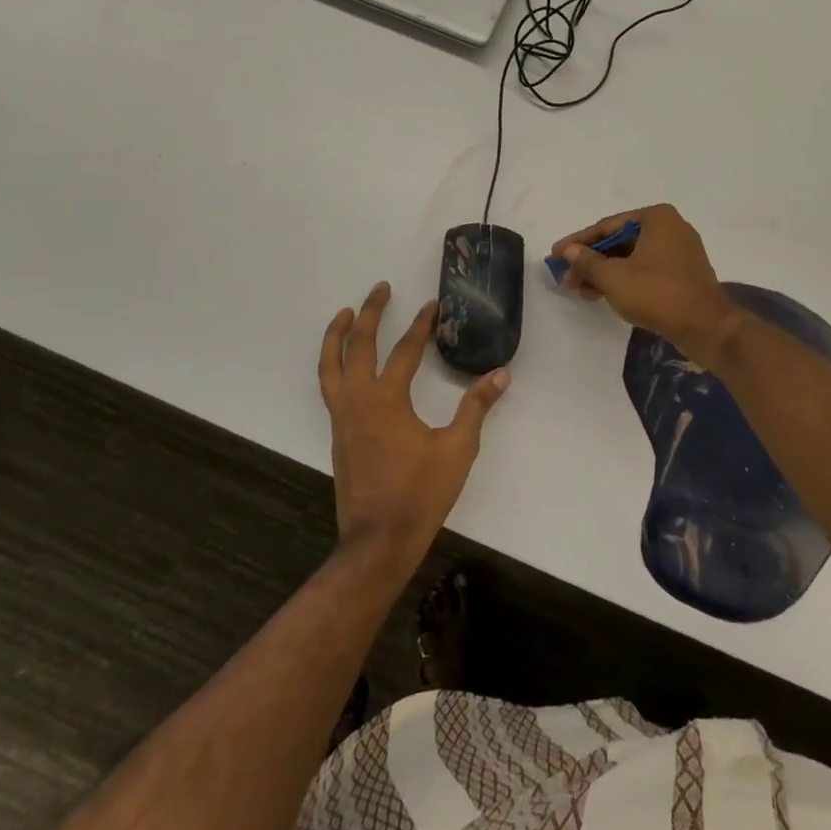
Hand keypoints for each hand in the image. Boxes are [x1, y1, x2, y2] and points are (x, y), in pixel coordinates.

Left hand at [318, 282, 510, 568]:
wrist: (378, 540)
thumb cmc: (421, 492)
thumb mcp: (457, 448)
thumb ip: (476, 407)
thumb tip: (501, 374)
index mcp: (387, 399)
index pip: (405, 350)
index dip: (420, 325)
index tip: (432, 305)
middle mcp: (358, 400)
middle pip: (357, 345)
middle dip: (369, 313)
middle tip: (380, 288)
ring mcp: (342, 418)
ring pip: (331, 365)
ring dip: (337, 335)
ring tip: (345, 313)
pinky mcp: (337, 434)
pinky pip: (329, 387)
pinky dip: (333, 364)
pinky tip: (345, 365)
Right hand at [550, 204, 737, 356]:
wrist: (706, 327)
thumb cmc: (658, 294)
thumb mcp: (614, 278)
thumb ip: (587, 261)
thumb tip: (569, 251)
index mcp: (656, 217)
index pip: (607, 226)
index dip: (577, 242)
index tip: (555, 255)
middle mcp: (670, 227)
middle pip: (619, 241)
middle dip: (591, 261)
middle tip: (567, 278)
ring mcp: (680, 251)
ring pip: (632, 257)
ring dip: (605, 273)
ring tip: (581, 291)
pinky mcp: (683, 273)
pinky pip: (646, 270)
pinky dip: (624, 280)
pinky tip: (604, 295)